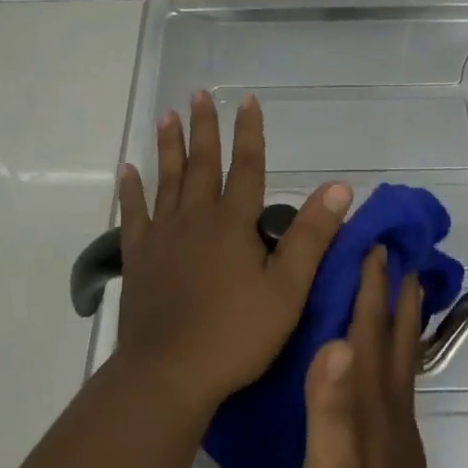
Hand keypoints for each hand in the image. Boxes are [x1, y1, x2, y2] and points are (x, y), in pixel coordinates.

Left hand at [113, 91, 351, 418]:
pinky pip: (134, 214)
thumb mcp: (287, 288)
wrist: (169, 373)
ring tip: (167, 115)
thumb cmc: (236, 333)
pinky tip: (127, 170)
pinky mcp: (138, 258)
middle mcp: (195, 218)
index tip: (247, 101)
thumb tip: (339, 186)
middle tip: (198, 94)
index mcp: (232, 223)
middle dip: (203, 127)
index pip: (246, 166)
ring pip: (166, 179)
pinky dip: (131, 190)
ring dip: (168, 146)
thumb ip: (312, 235)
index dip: (249, 132)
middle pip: (201, 163)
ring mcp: (162, 236)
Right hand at [299, 247, 455, 467]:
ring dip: (400, 317)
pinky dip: (394, 351)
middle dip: (394, 291)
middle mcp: (389, 407)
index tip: (373, 243)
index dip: (371, 287)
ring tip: (402, 286)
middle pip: (395, 336)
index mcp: (371, 406)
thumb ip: (330, 410)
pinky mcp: (393, 449)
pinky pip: (395, 381)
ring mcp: (396, 429)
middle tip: (396, 250)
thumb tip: (335, 341)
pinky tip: (383, 358)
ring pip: (400, 357)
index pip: (369, 332)